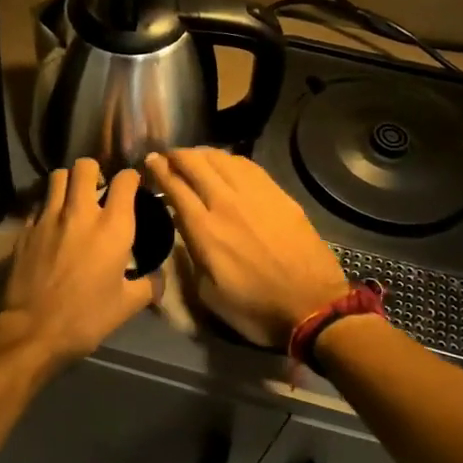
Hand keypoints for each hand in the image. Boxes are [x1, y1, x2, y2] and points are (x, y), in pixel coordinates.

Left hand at [1, 158, 157, 365]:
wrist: (34, 330)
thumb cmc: (87, 317)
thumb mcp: (127, 305)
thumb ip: (148, 285)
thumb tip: (159, 278)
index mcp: (112, 226)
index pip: (125, 180)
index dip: (131, 178)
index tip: (133, 185)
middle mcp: (80, 212)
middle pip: (85, 166)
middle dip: (94, 170)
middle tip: (98, 187)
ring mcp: (49, 217)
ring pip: (57, 176)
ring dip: (68, 181)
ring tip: (73, 198)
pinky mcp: (26, 228)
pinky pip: (39, 203)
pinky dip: (48, 206)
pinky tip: (52, 223)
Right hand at [146, 148, 348, 347]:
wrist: (312, 306)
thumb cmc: (255, 308)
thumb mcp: (209, 293)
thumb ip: (192, 256)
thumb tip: (185, 229)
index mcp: (204, 230)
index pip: (175, 186)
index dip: (159, 169)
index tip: (150, 161)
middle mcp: (226, 203)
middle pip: (195, 164)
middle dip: (176, 155)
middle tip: (168, 156)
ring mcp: (256, 195)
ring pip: (222, 159)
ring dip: (202, 154)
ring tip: (194, 157)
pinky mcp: (279, 195)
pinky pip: (249, 166)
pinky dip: (230, 160)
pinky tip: (226, 164)